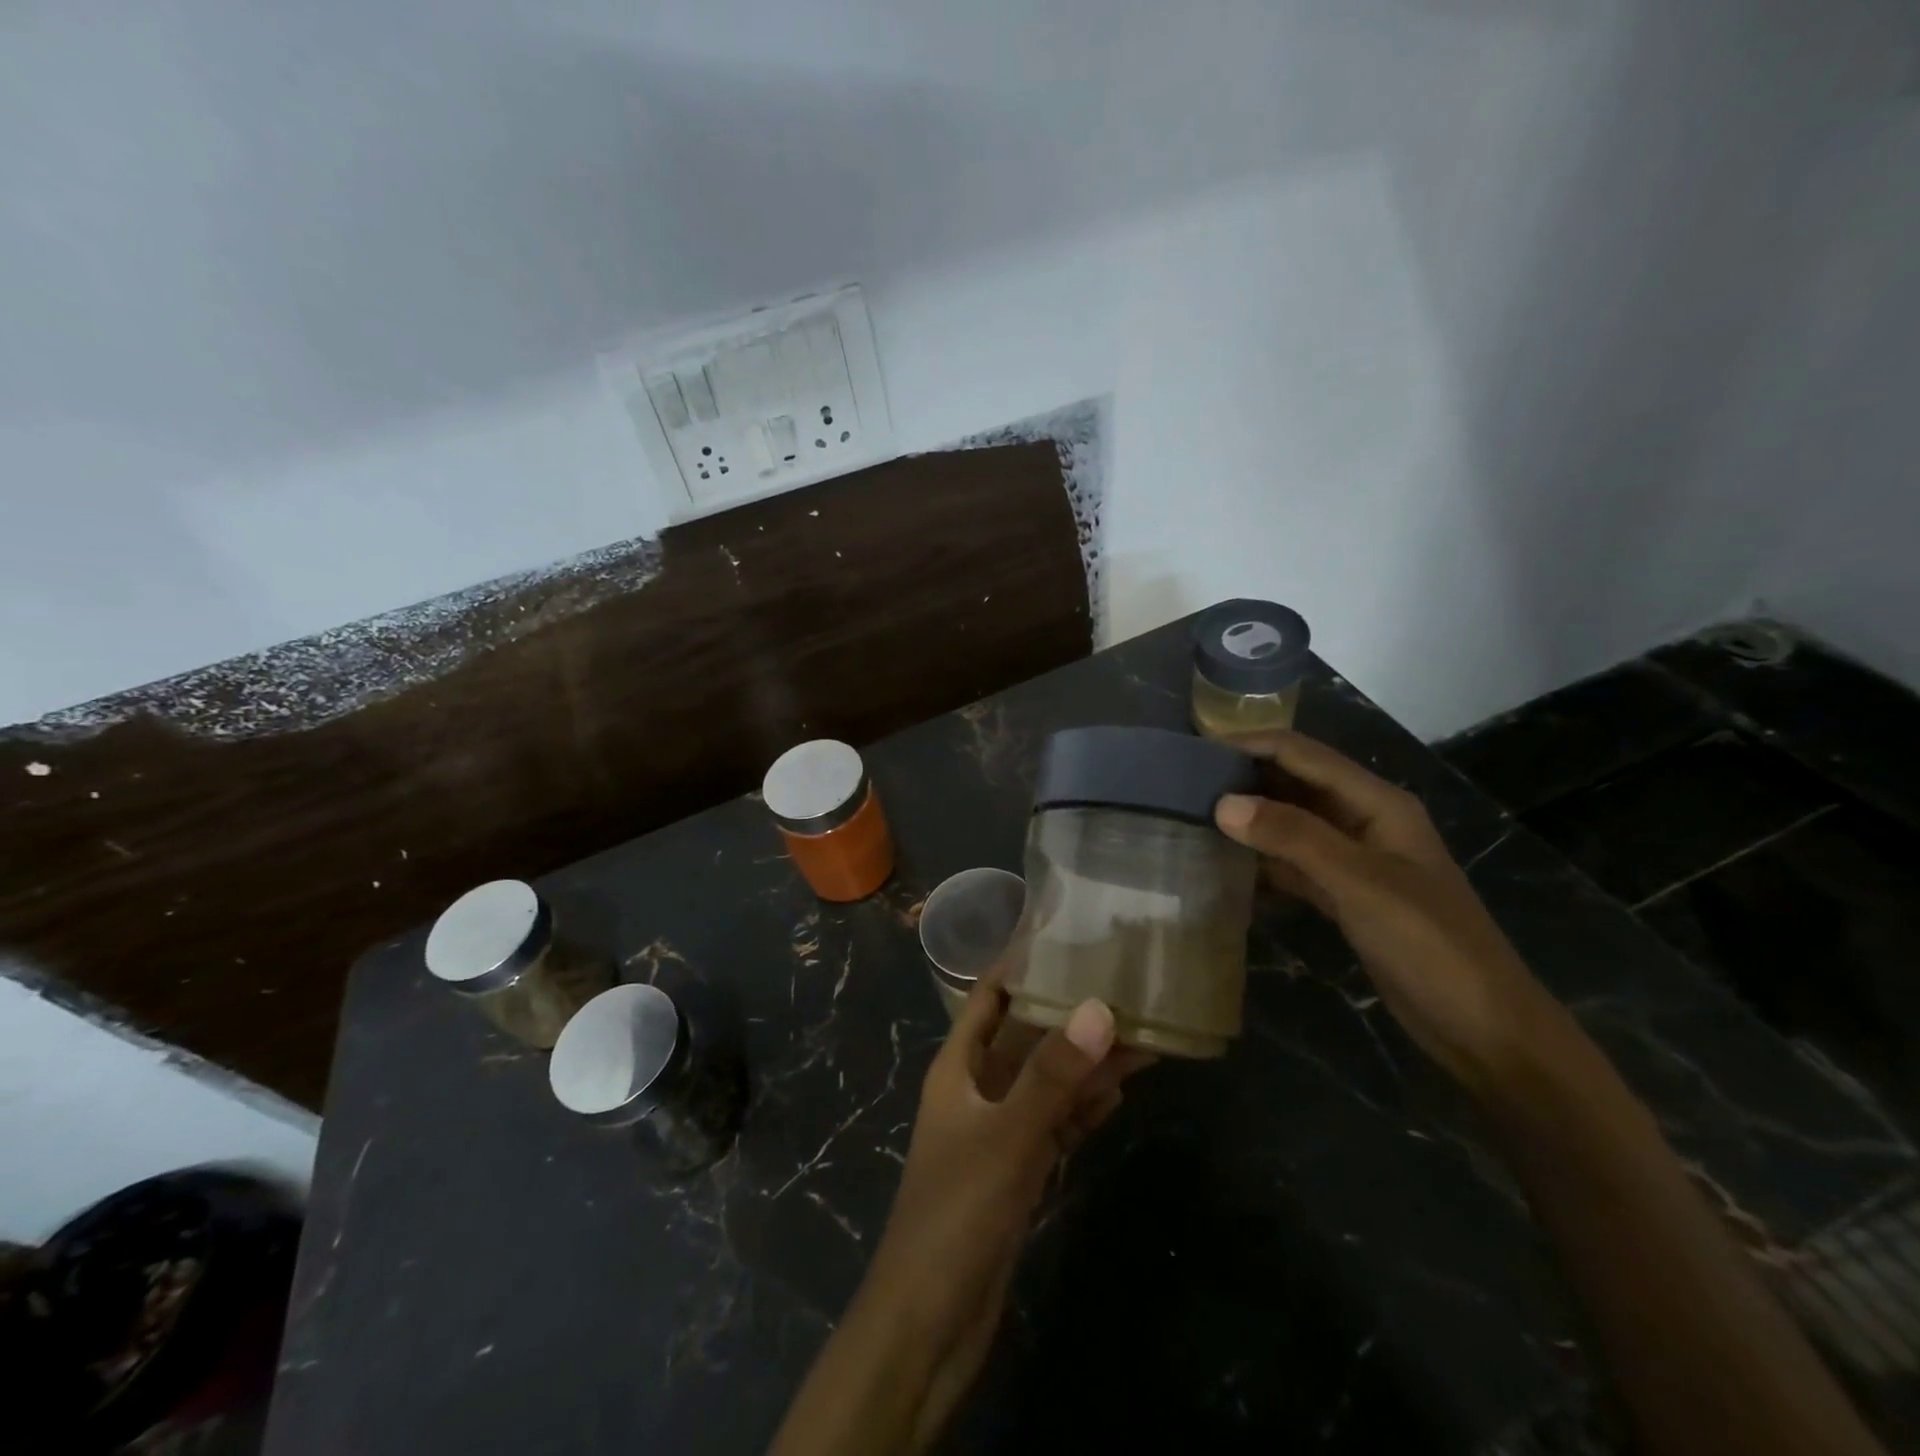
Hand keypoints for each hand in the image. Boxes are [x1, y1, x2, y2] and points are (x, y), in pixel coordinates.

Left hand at [870, 981, 1148, 1441]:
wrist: (928, 1324)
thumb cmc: (956, 1213)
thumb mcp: (1007, 1136)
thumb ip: (1053, 1075)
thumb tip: (1100, 1008)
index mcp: (958, 1066)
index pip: (989, 996)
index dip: (1020, 964)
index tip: (1067, 936)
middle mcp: (977, 1089)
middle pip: (1027, 1037)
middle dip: (1070, 1015)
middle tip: (1124, 987)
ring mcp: (997, 1131)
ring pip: (1047, 1082)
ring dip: (1086, 1062)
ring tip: (1139, 1036)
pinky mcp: (1017, 1171)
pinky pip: (1054, 1124)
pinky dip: (1082, 1109)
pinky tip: (1117, 1094)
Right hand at [1213, 729, 1556, 1094]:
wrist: (1483, 1028)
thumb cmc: (1430, 945)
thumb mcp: (1360, 884)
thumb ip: (1293, 838)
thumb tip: (1223, 803)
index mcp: (1378, 804)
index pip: (1305, 755)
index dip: (1253, 743)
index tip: (1197, 745)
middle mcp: (1365, 822)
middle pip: (1297, 784)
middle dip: (1246, 776)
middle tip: (1184, 780)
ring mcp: (1355, 861)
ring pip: (1292, 824)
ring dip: (1250, 818)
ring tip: (1194, 814)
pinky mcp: (1346, 896)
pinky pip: (1294, 864)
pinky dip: (1263, 860)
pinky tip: (1225, 863)